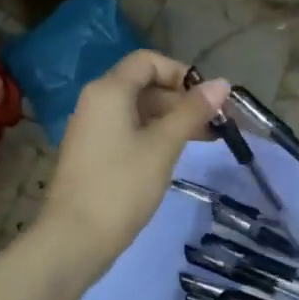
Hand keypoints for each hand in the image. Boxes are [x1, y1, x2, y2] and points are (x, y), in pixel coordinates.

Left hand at [42, 50, 228, 263]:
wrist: (75, 238)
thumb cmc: (121, 186)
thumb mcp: (163, 146)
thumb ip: (192, 111)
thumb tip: (222, 83)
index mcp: (109, 90)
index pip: (148, 61)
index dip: (181, 73)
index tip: (207, 98)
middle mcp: (96, 101)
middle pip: (144, 84)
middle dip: (181, 99)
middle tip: (216, 123)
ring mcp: (93, 128)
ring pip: (138, 110)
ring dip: (172, 119)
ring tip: (206, 140)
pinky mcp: (94, 153)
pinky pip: (128, 130)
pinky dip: (155, 135)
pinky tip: (176, 154)